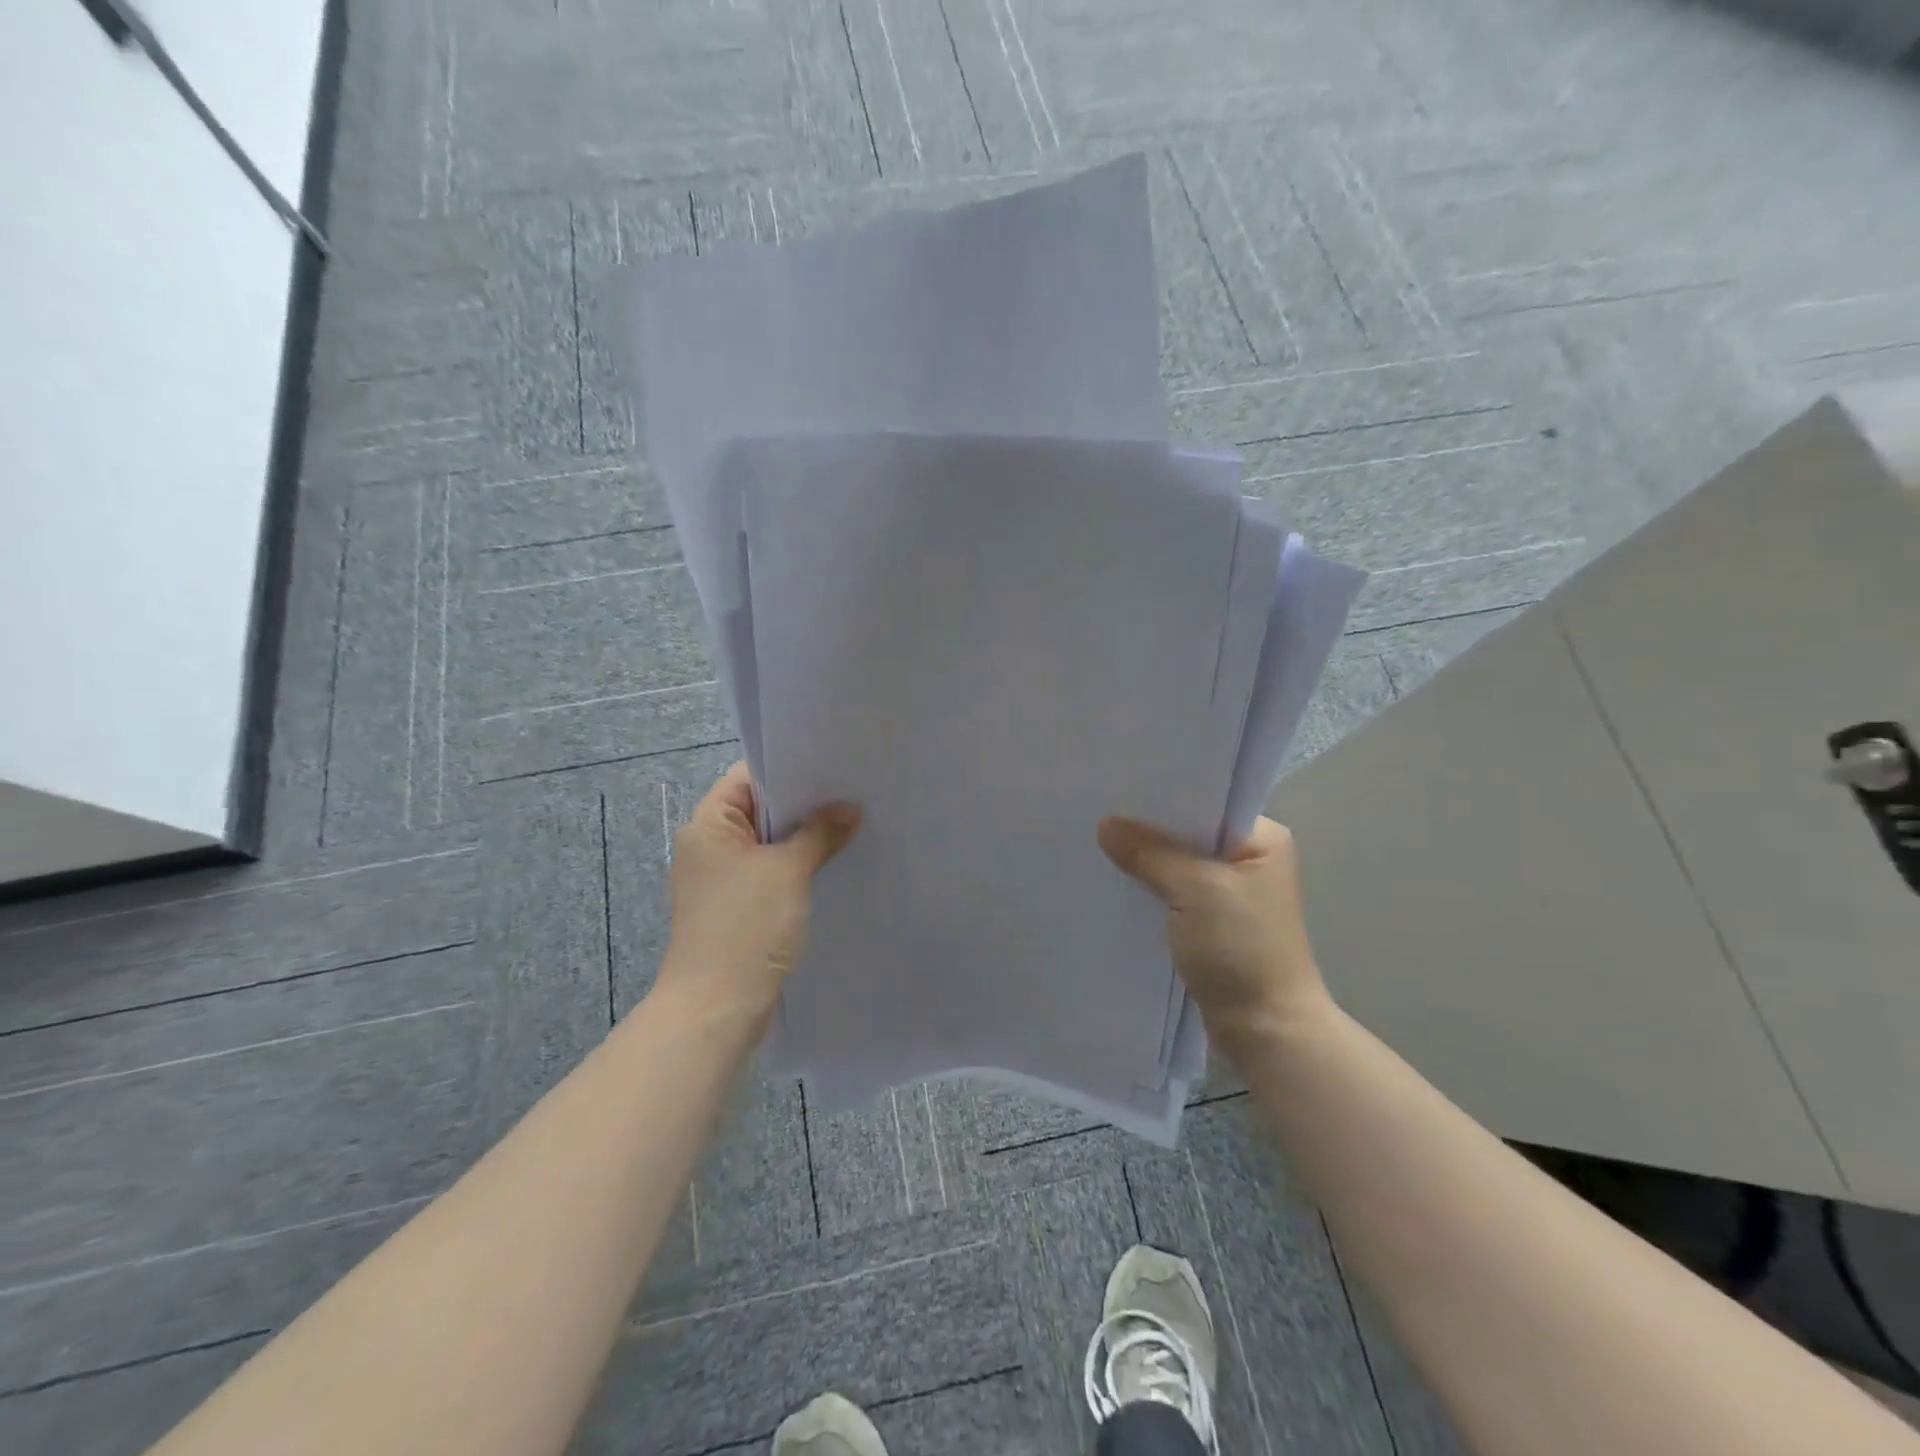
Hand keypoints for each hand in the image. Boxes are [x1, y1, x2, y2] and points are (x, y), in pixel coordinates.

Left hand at [658, 763, 860, 1028]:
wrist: (716, 1009)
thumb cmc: (746, 927)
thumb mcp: (788, 871)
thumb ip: (820, 832)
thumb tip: (850, 808)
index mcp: (708, 826)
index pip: (747, 778)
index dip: (789, 772)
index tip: (832, 770)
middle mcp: (709, 846)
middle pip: (760, 811)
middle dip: (804, 806)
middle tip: (852, 796)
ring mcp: (721, 880)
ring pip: (768, 845)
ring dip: (803, 839)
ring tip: (850, 827)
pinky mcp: (735, 909)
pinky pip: (768, 874)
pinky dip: (795, 868)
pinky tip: (831, 866)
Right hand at [1097, 815, 1332, 1051]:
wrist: (1266, 1029)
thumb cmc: (1242, 948)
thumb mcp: (1195, 889)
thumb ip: (1150, 853)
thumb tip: (1106, 824)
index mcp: (1262, 839)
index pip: (1206, 802)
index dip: (1164, 796)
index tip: (1120, 786)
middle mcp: (1248, 859)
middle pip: (1188, 832)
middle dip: (1148, 828)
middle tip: (1099, 811)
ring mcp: (1230, 893)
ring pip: (1178, 864)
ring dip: (1146, 860)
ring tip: (1099, 841)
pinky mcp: (1211, 923)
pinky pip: (1173, 892)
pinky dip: (1150, 888)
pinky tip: (1116, 880)